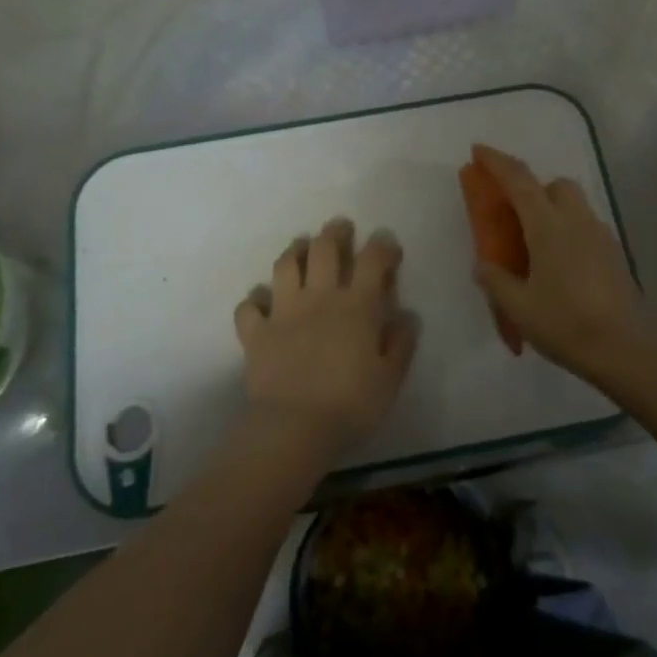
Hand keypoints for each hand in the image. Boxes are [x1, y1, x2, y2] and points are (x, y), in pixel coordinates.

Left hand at [234, 218, 417, 454]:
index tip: (387, 244)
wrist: (295, 428)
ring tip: (302, 248)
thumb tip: (407, 315)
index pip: (372, 259)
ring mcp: (283, 312)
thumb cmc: (351, 404)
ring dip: (295, 251)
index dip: (382, 245)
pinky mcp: (256, 333)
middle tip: (341, 228)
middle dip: (335, 232)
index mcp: (356, 306)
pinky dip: (254, 300)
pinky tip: (261, 301)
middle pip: (324, 249)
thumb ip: (401, 343)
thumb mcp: (390, 378)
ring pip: (285, 266)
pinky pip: (249, 307)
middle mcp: (319, 298)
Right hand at [469, 145, 651, 385]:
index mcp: (547, 226)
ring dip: (553, 209)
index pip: (519, 180)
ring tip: (537, 245)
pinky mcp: (614, 253)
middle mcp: (576, 220)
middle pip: (555, 185)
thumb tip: (483, 265)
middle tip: (514, 215)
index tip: (479, 151)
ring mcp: (600, 235)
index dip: (497, 162)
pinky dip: (569, 231)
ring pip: (574, 204)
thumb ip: (496, 280)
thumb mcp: (518, 306)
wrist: (623, 348)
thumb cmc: (564, 323)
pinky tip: (561, 265)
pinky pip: (586, 227)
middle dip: (533, 189)